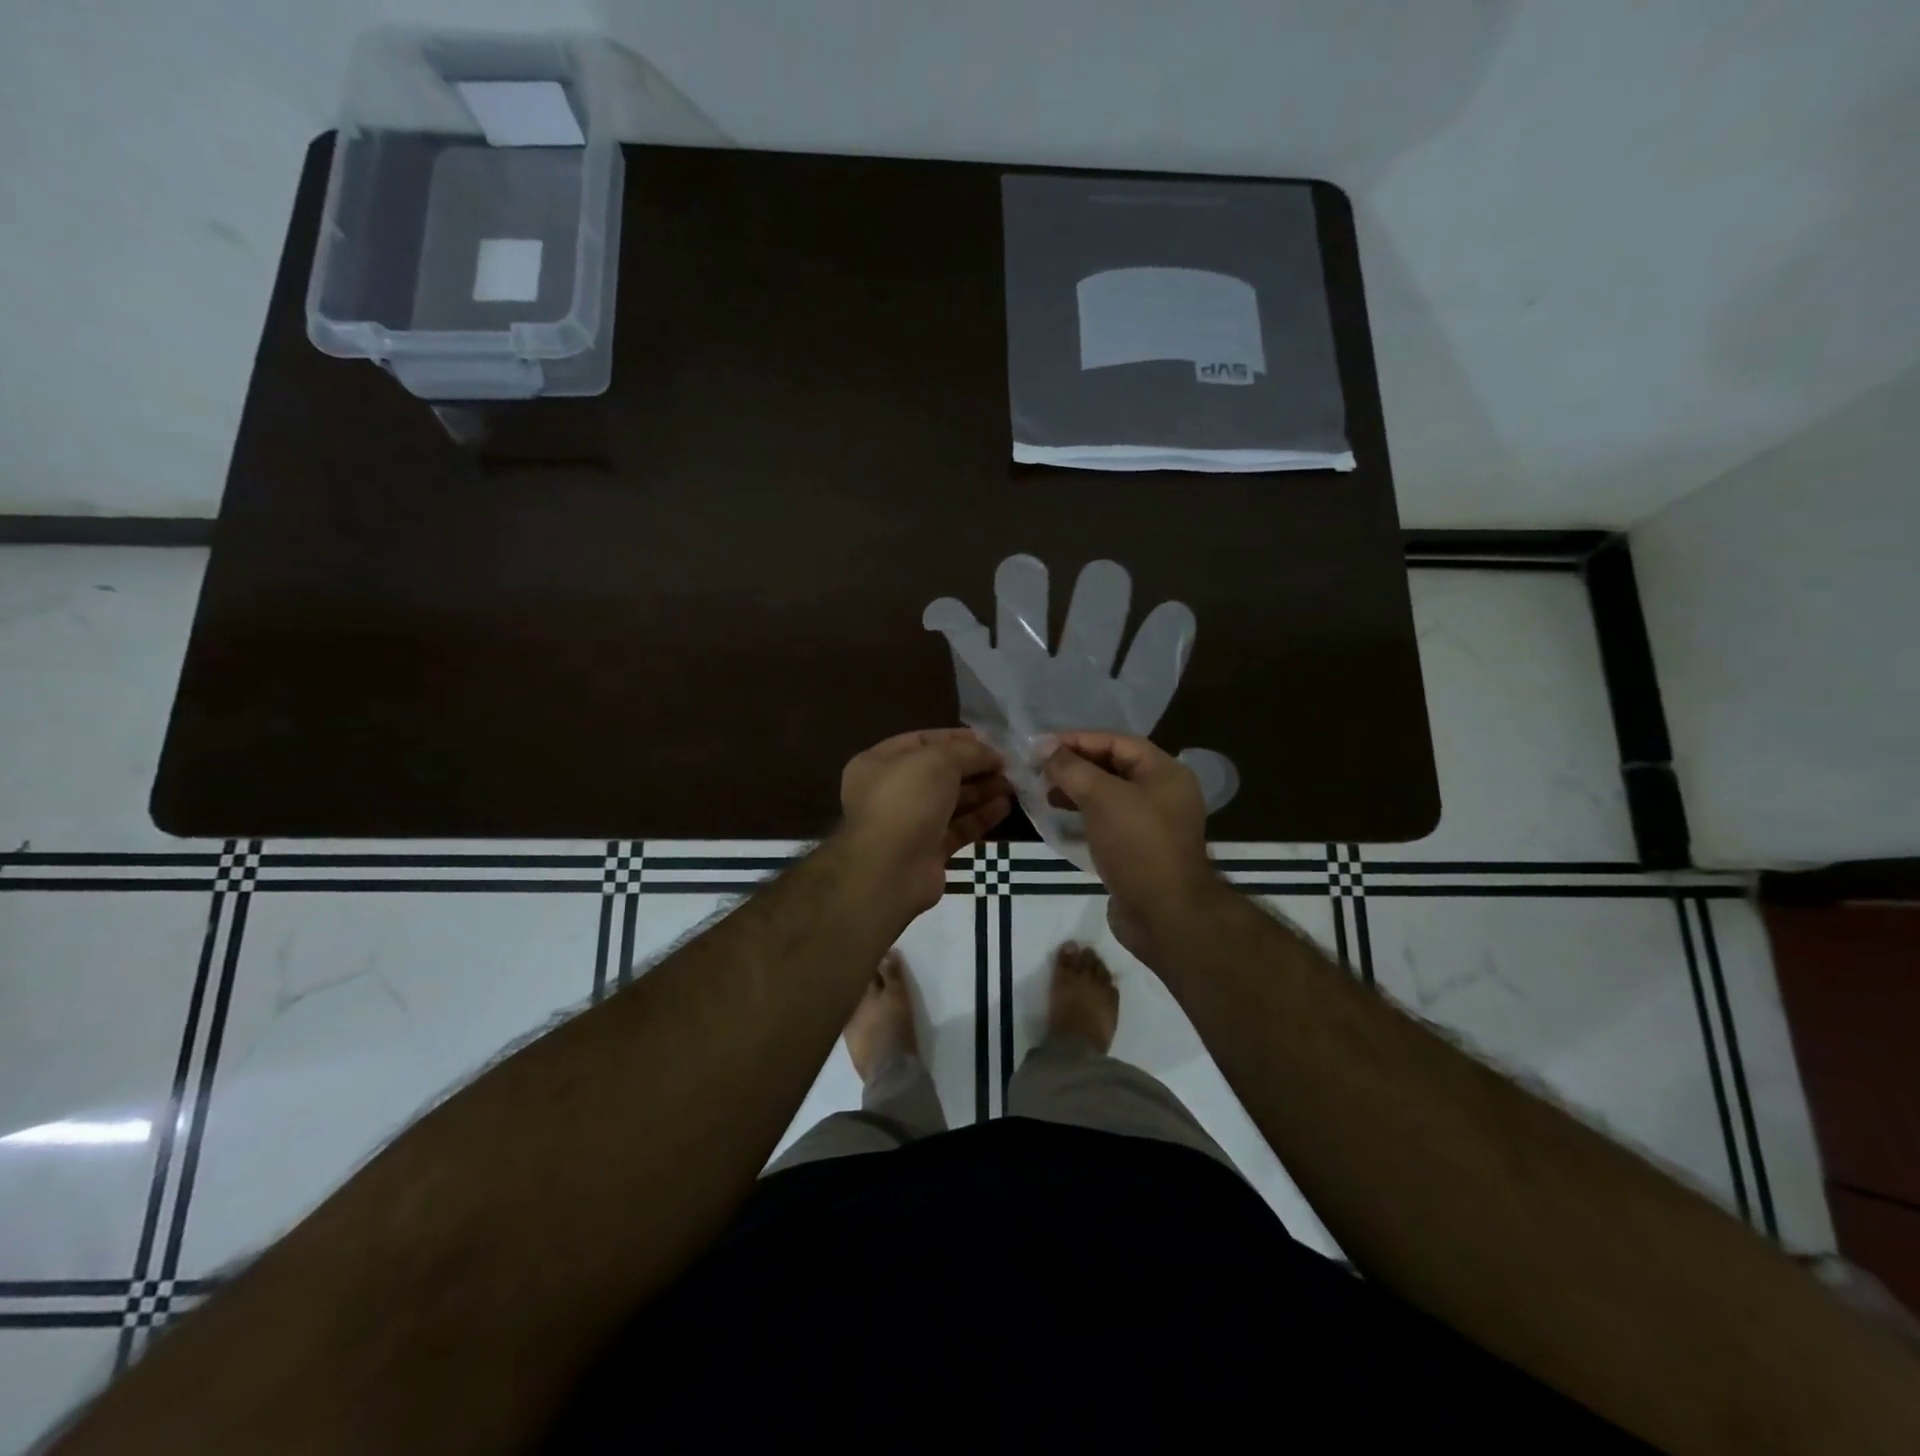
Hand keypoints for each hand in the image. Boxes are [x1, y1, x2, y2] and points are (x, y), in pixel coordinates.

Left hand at [839, 729, 1011, 916]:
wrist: (889, 870)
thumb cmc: (906, 801)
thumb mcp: (938, 761)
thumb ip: (968, 752)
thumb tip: (993, 754)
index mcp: (878, 764)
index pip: (920, 742)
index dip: (954, 739)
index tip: (989, 740)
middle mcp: (889, 793)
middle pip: (938, 773)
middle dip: (973, 767)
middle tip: (1006, 765)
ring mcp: (908, 825)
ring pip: (950, 802)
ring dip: (981, 791)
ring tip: (1011, 785)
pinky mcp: (927, 852)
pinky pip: (957, 829)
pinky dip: (979, 817)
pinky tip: (1003, 807)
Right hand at [1041, 732, 1225, 961]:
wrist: (1165, 916)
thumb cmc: (1137, 847)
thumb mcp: (1102, 798)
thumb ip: (1072, 769)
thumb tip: (1045, 748)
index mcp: (1165, 773)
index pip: (1117, 742)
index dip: (1078, 740)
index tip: (1041, 746)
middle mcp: (1163, 793)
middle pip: (1113, 767)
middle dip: (1076, 765)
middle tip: (1039, 770)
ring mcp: (1153, 824)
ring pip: (1109, 796)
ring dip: (1077, 790)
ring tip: (1045, 794)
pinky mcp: (1140, 850)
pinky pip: (1108, 822)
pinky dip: (1085, 816)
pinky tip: (1061, 820)